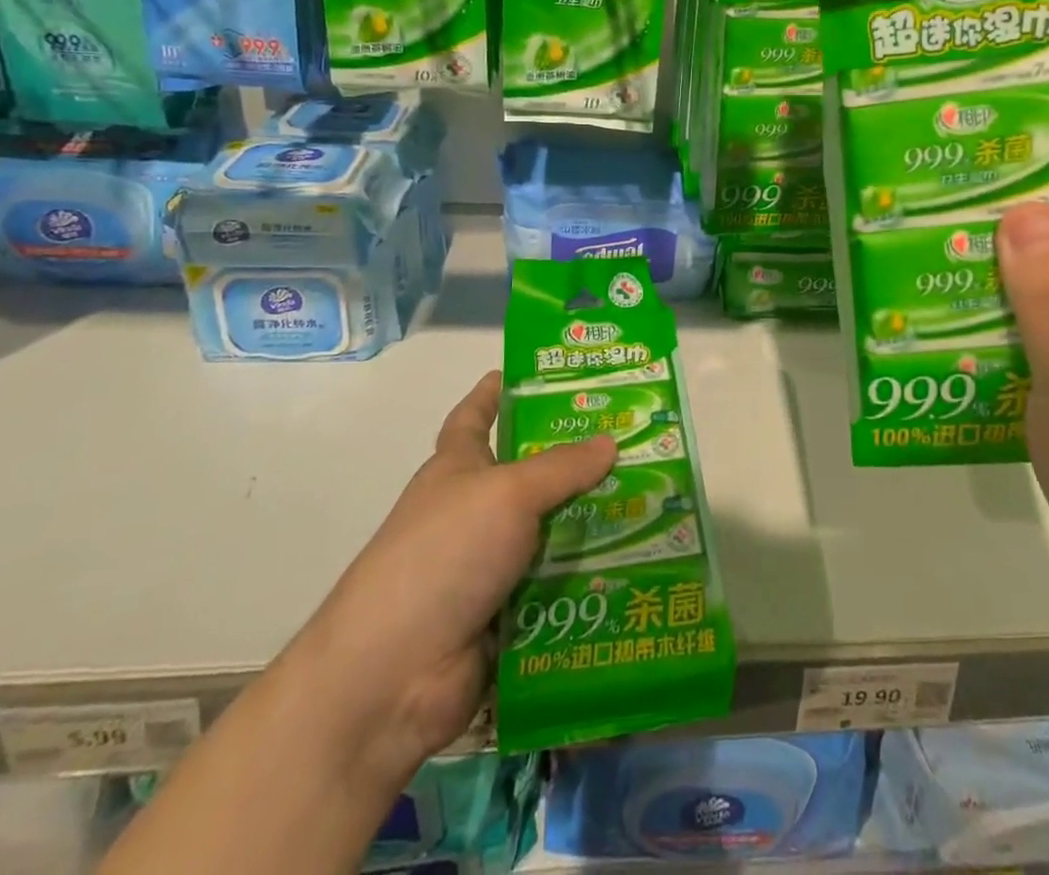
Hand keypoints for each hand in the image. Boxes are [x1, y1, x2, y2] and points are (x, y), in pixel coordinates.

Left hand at [288, 372, 615, 772]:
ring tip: (655, 503)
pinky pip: (558, 586)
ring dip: (595, 523)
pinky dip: (590, 579)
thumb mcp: (507, 493)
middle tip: (637, 440)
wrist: (393, 676)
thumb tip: (610, 441)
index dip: (499, 391)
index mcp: (458, 466)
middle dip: (578, 459)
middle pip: (531, 474)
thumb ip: (562, 467)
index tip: (540, 373)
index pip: (476, 415)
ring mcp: (489, 565)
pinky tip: (638, 566)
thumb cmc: (443, 554)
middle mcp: (474, 510)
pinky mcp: (508, 614)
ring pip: (552, 531)